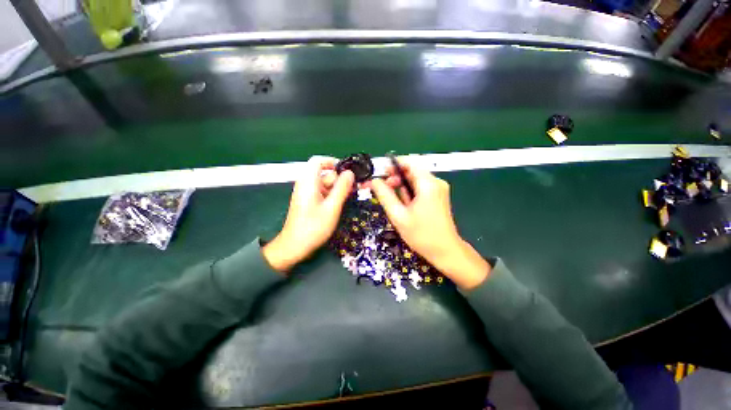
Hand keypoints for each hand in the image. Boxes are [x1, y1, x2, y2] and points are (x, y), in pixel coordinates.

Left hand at [263, 157, 354, 272]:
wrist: (294, 246)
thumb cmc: (313, 227)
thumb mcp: (332, 207)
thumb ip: (342, 188)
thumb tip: (350, 173)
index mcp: (308, 182)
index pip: (318, 161)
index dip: (332, 162)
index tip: (346, 172)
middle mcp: (306, 184)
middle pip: (324, 174)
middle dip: (339, 180)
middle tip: (352, 191)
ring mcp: (306, 194)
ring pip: (325, 184)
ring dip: (337, 189)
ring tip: (347, 200)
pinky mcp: (308, 202)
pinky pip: (322, 193)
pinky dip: (331, 196)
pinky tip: (338, 206)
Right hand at [369, 162, 490, 289]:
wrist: (445, 251)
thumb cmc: (421, 235)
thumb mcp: (398, 215)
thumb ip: (385, 196)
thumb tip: (374, 181)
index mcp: (428, 184)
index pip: (409, 162)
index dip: (393, 165)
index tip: (381, 174)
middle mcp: (436, 182)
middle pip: (411, 170)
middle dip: (396, 178)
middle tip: (384, 190)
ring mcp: (438, 189)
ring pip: (415, 179)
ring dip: (401, 186)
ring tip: (394, 202)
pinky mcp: (438, 196)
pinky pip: (420, 187)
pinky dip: (409, 192)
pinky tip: (405, 205)